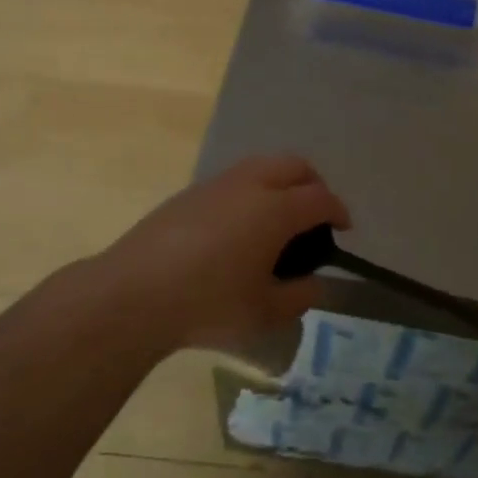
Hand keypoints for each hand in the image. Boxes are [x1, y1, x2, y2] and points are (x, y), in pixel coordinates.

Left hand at [98, 154, 350, 351]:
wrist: (134, 293)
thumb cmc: (208, 305)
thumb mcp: (264, 313)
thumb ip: (299, 297)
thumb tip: (314, 283)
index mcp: (275, 210)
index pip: (320, 199)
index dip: (338, 211)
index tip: (344, 228)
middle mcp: (251, 185)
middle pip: (295, 166)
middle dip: (313, 185)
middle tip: (315, 215)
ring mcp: (218, 183)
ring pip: (263, 164)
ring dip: (282, 182)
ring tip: (279, 217)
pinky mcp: (191, 192)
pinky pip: (236, 178)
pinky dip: (253, 189)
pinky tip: (240, 225)